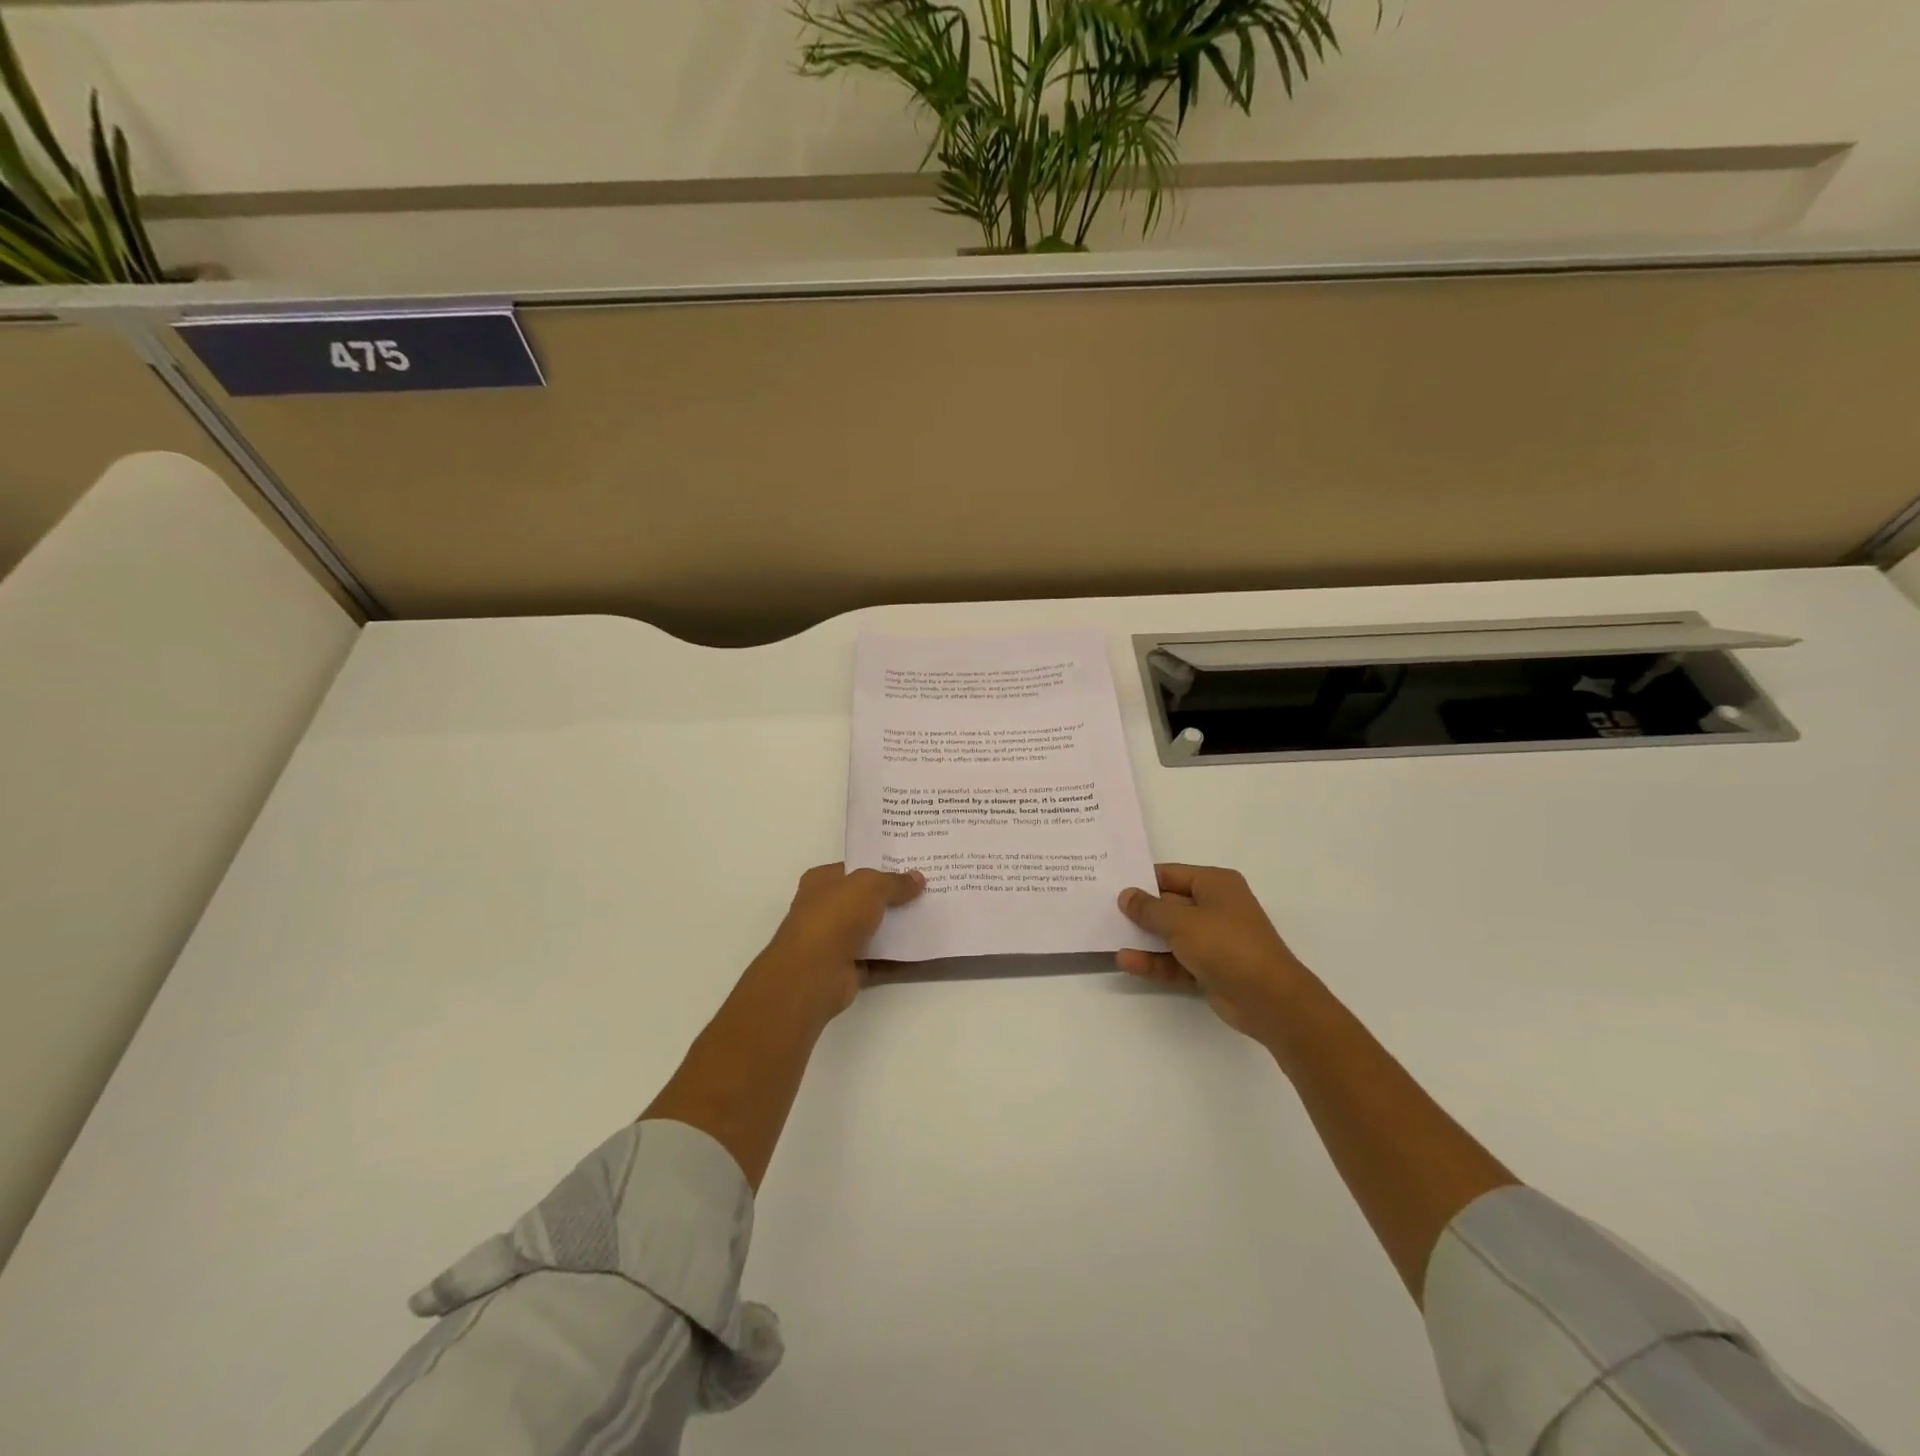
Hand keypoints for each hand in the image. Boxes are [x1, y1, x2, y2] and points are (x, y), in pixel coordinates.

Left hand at [748, 863, 925, 1023]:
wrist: (813, 974)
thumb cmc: (835, 917)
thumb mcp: (869, 886)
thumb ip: (894, 882)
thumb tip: (918, 878)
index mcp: (821, 881)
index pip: (854, 869)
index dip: (880, 866)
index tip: (910, 865)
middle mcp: (825, 908)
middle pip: (865, 899)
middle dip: (893, 896)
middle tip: (927, 890)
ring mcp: (835, 940)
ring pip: (874, 929)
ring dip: (898, 927)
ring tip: (931, 916)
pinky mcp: (848, 968)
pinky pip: (880, 959)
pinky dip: (898, 956)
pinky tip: (924, 949)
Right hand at [1117, 864, 1315, 1043]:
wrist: (1269, 999)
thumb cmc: (1226, 945)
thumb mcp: (1181, 922)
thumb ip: (1149, 909)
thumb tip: (1126, 895)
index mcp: (1215, 884)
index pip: (1170, 875)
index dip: (1141, 880)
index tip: (1110, 886)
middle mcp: (1216, 907)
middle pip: (1169, 904)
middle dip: (1139, 910)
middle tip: (1102, 911)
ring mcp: (1214, 939)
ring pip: (1171, 934)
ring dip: (1144, 938)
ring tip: (1108, 937)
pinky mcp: (1211, 967)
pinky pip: (1176, 959)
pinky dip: (1155, 961)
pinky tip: (1127, 962)